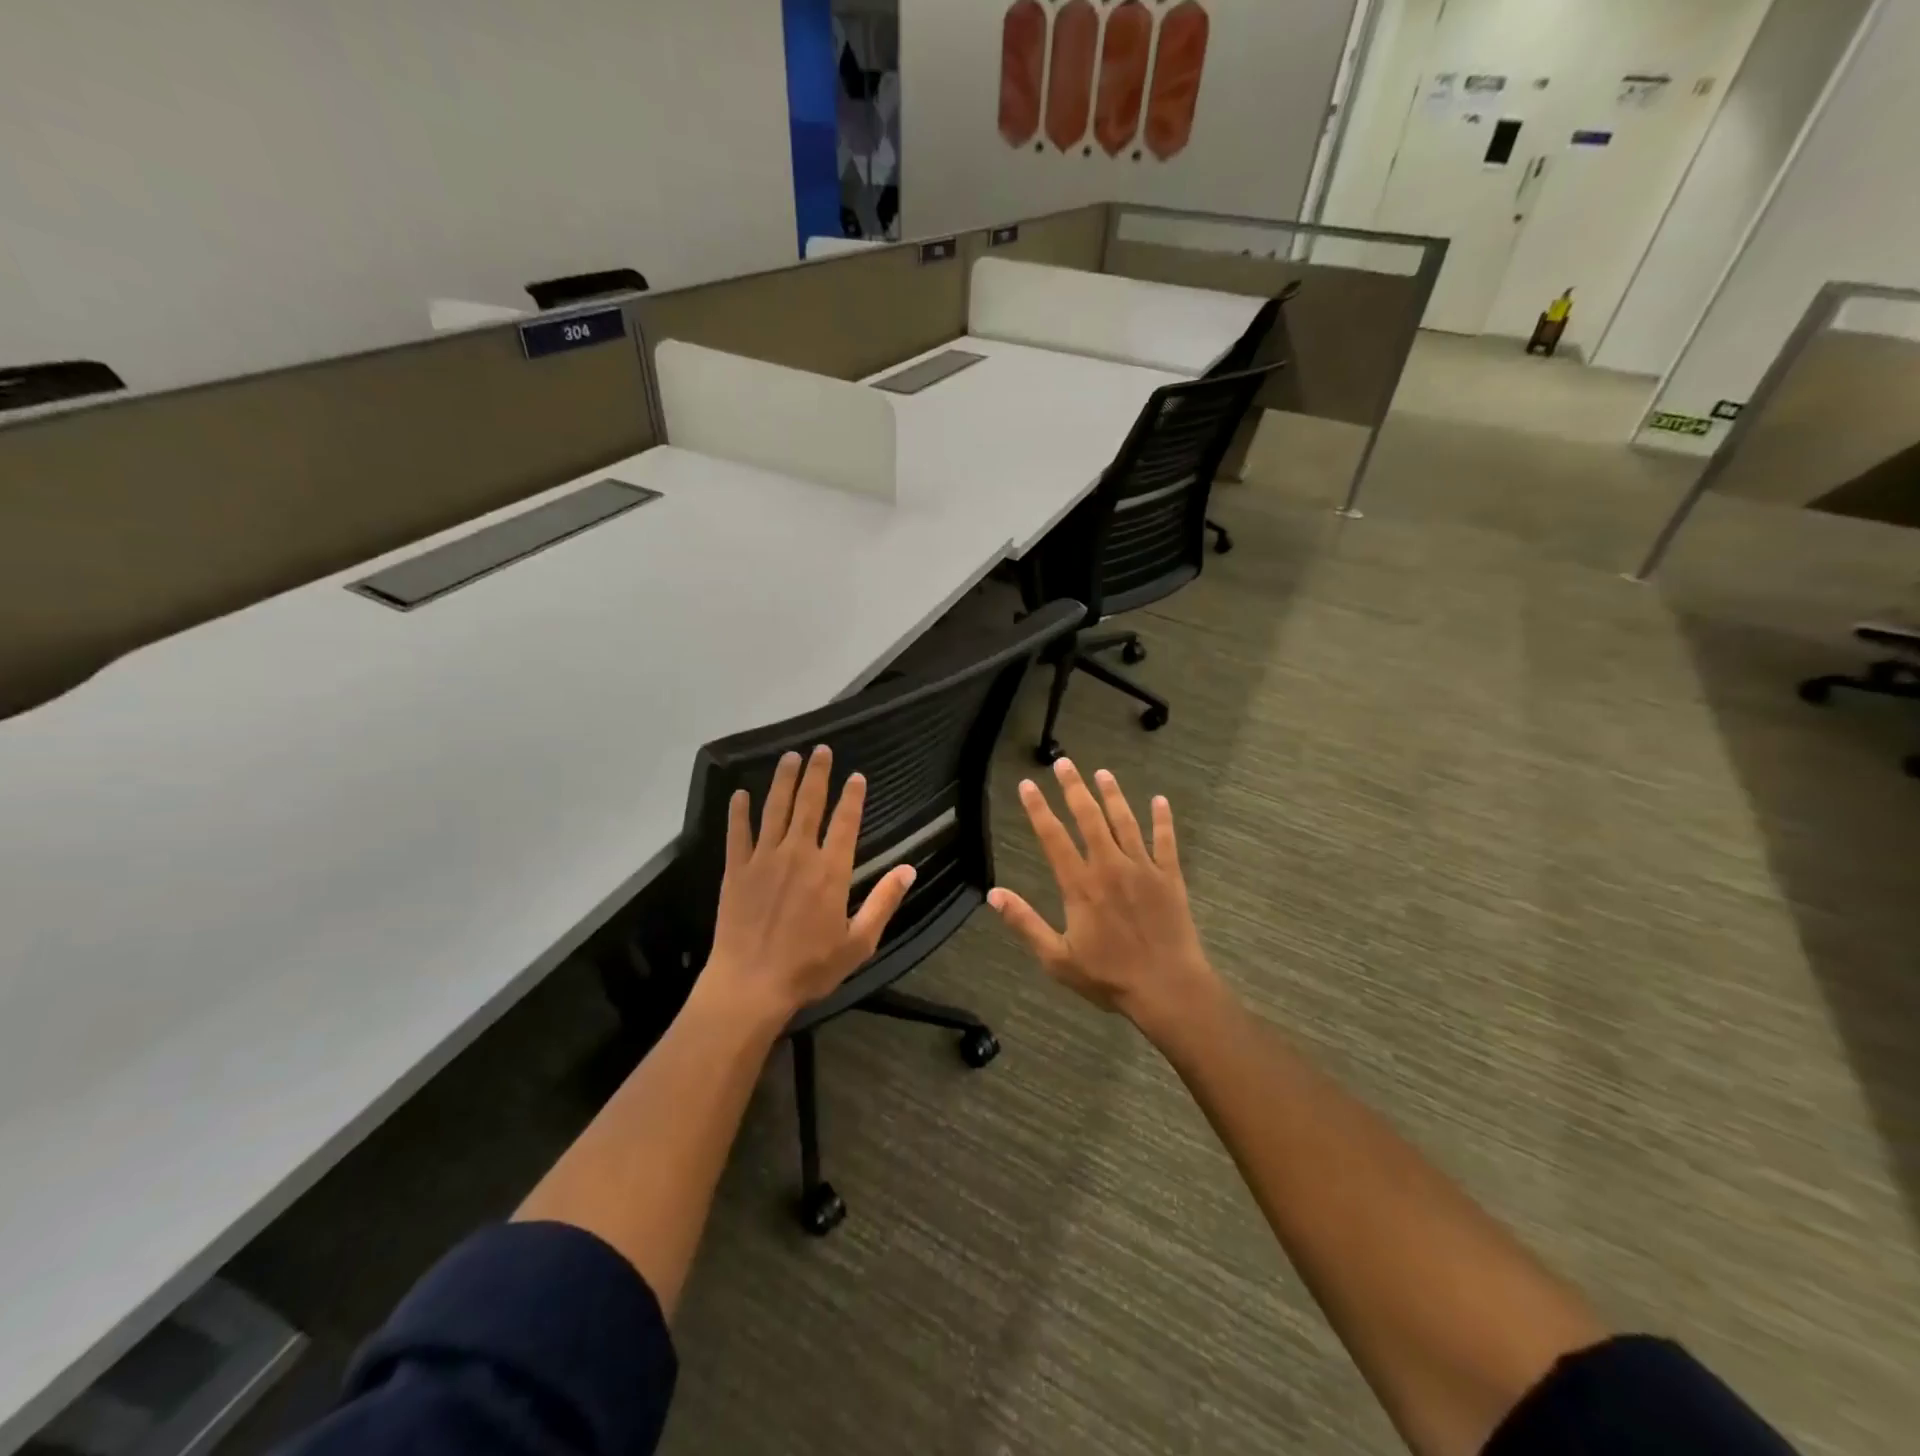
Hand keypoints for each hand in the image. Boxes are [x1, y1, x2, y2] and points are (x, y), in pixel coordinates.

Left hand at [699, 745, 915, 1022]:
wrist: (750, 985)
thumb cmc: (809, 967)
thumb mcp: (859, 942)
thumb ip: (884, 902)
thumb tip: (908, 869)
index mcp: (831, 871)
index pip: (845, 822)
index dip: (852, 797)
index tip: (856, 776)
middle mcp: (798, 854)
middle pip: (809, 804)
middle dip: (817, 774)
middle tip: (821, 749)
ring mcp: (764, 859)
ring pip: (775, 809)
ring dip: (783, 780)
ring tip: (789, 757)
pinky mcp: (736, 870)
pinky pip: (737, 833)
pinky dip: (739, 811)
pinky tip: (739, 793)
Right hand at [987, 759, 1219, 1035]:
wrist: (1168, 988)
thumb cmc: (1109, 977)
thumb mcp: (1057, 958)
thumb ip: (1025, 923)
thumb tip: (993, 894)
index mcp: (1080, 885)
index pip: (1053, 837)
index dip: (1038, 809)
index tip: (1028, 785)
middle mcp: (1110, 867)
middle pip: (1089, 818)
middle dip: (1074, 788)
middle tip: (1064, 763)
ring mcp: (1143, 869)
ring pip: (1125, 822)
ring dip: (1113, 796)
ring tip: (1103, 773)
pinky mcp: (1170, 877)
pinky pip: (1166, 841)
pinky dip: (1163, 819)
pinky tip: (1160, 800)